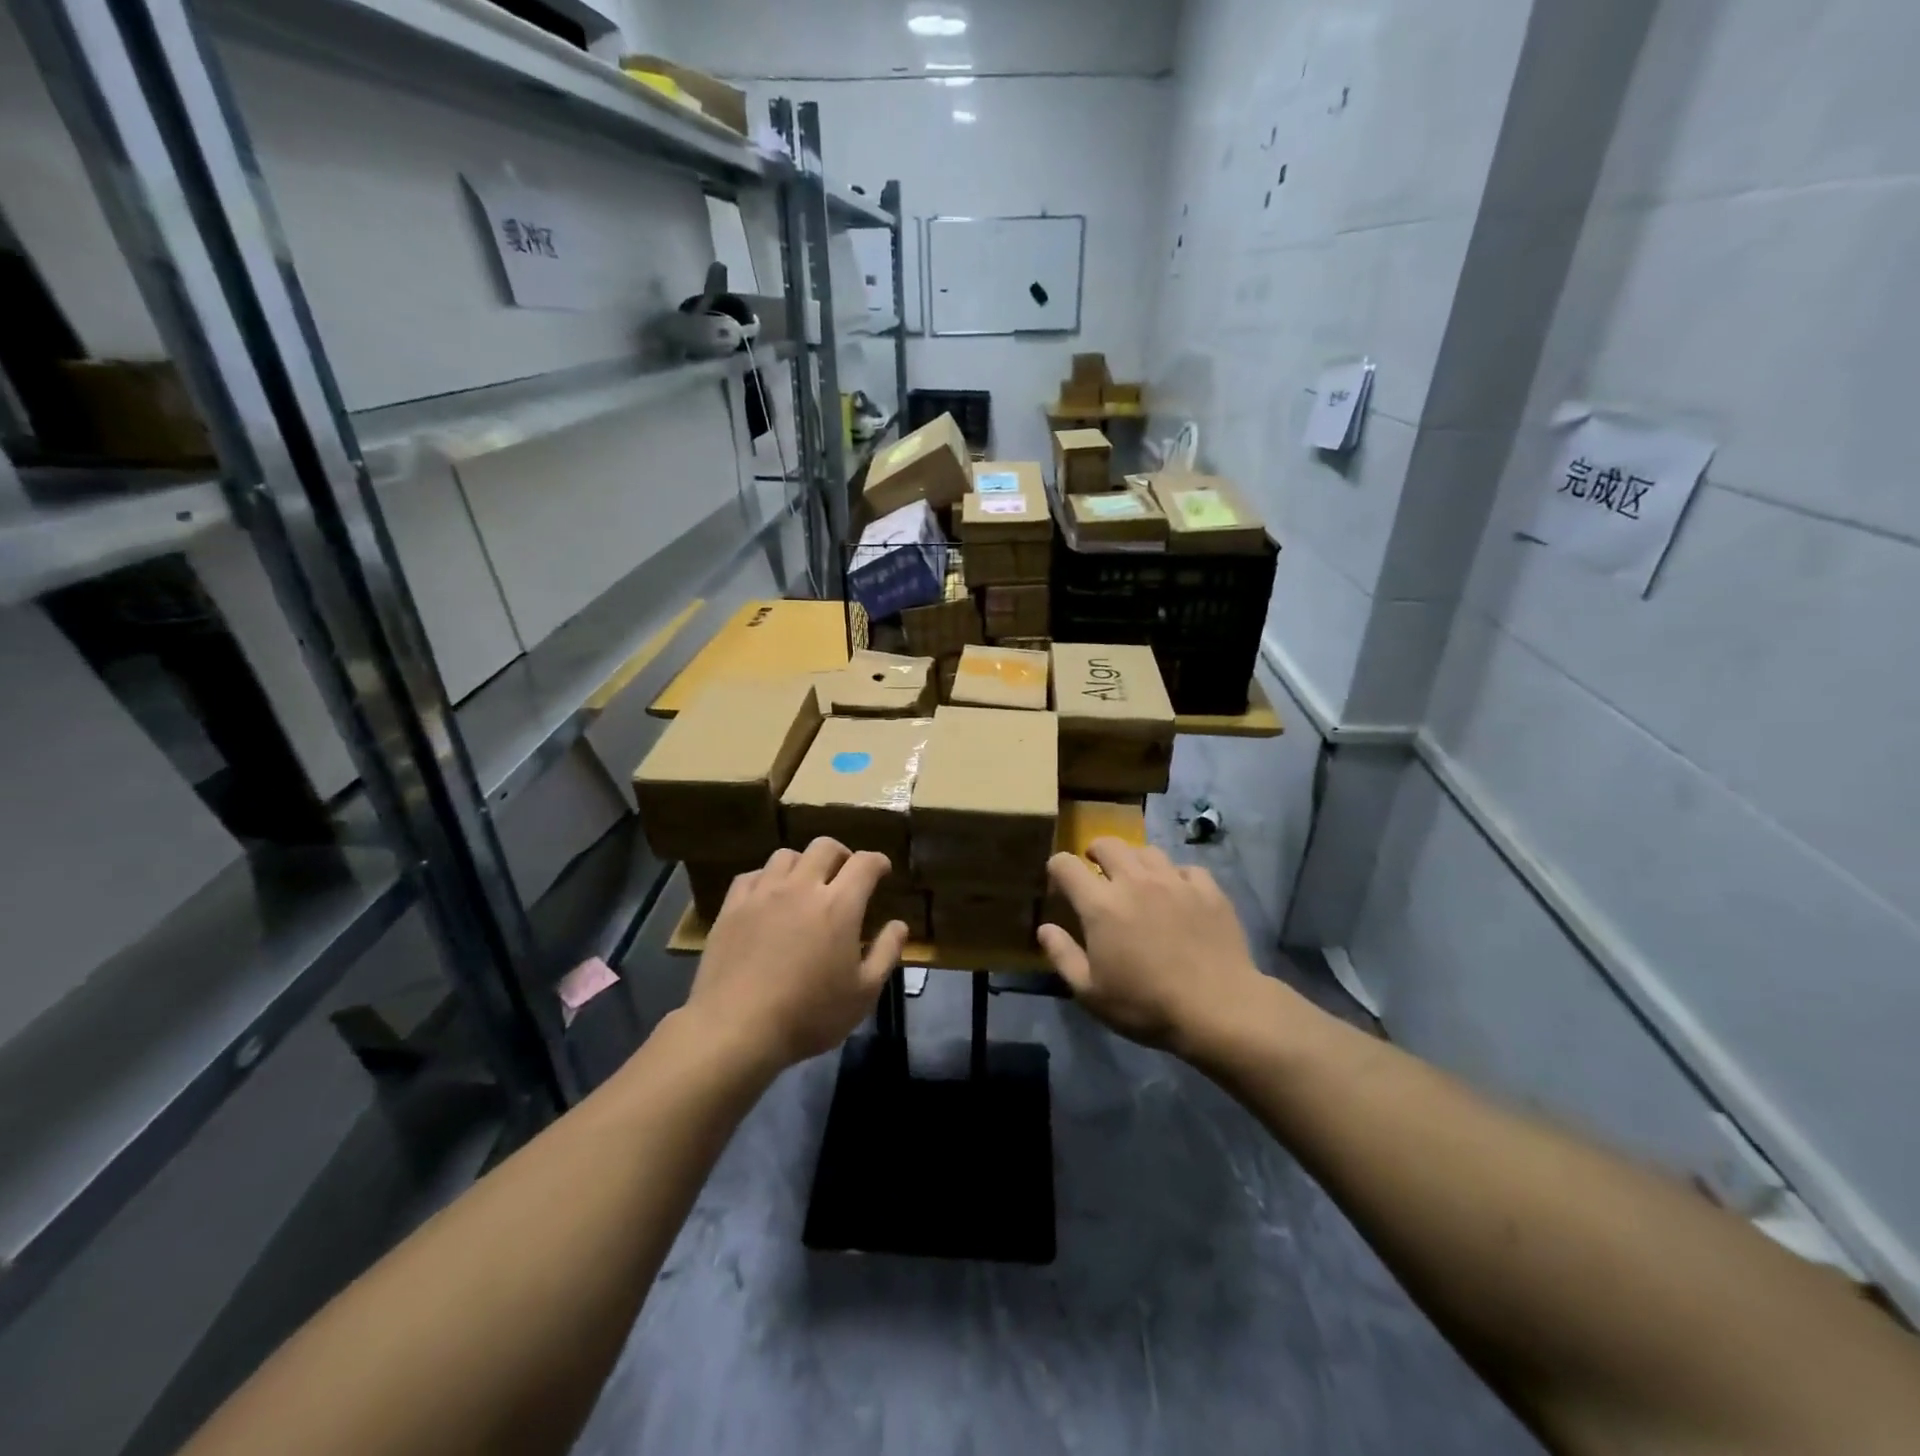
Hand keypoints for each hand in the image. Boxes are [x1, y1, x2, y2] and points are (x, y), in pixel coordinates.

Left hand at [686, 838, 907, 1071]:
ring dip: (803, 864)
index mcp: (839, 905)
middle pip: (825, 847)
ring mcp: (763, 893)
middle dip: (842, 855)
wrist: (736, 1029)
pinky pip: (752, 875)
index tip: (882, 871)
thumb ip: (886, 953)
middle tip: (845, 875)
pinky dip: (767, 878)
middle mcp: (802, 887)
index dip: (878, 862)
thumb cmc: (809, 1015)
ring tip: (805, 884)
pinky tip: (768, 897)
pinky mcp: (732, 907)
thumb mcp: (863, 993)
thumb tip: (899, 924)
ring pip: (787, 855)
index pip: (865, 863)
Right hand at [1038, 839, 1265, 1054]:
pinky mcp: (1207, 890)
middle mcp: (1134, 881)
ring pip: (1147, 851)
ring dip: (1134, 860)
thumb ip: (1063, 956)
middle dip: (1095, 852)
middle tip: (1096, 869)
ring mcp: (1174, 881)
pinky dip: (1176, 876)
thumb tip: (1045, 929)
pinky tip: (1178, 893)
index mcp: (1101, 904)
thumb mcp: (1091, 992)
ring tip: (1137, 878)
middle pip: (1108, 844)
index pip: (1066, 865)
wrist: (1219, 1009)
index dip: (1057, 867)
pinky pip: (1186, 868)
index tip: (1059, 881)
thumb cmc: (1146, 1005)